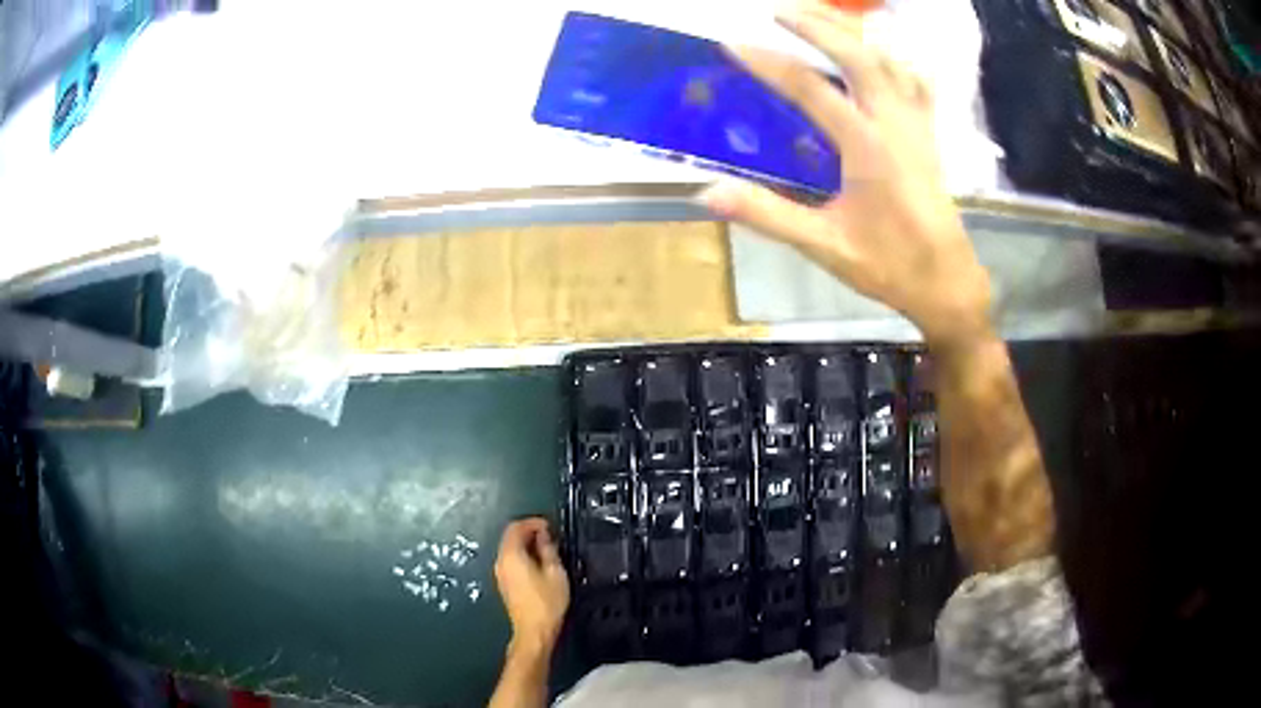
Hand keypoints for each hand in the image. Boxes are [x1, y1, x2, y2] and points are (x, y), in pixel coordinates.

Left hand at [493, 518, 569, 655]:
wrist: (533, 631)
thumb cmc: (547, 602)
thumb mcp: (555, 572)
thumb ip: (548, 549)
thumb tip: (544, 536)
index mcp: (511, 555)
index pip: (516, 527)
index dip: (533, 522)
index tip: (550, 526)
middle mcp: (500, 561)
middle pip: (510, 537)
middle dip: (529, 532)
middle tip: (550, 536)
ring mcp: (500, 573)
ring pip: (510, 549)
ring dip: (526, 544)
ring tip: (547, 549)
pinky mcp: (504, 584)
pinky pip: (510, 560)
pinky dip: (522, 555)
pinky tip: (538, 564)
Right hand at [700, 0, 992, 346]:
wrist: (947, 283)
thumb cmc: (889, 266)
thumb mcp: (824, 245)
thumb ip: (768, 214)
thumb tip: (708, 193)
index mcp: (867, 148)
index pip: (811, 89)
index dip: (768, 63)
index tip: (732, 43)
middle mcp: (894, 124)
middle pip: (858, 55)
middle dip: (817, 26)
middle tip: (778, 11)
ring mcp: (917, 125)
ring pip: (889, 60)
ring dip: (853, 32)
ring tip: (821, 18)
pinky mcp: (929, 133)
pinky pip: (916, 80)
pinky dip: (895, 57)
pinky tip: (881, 51)